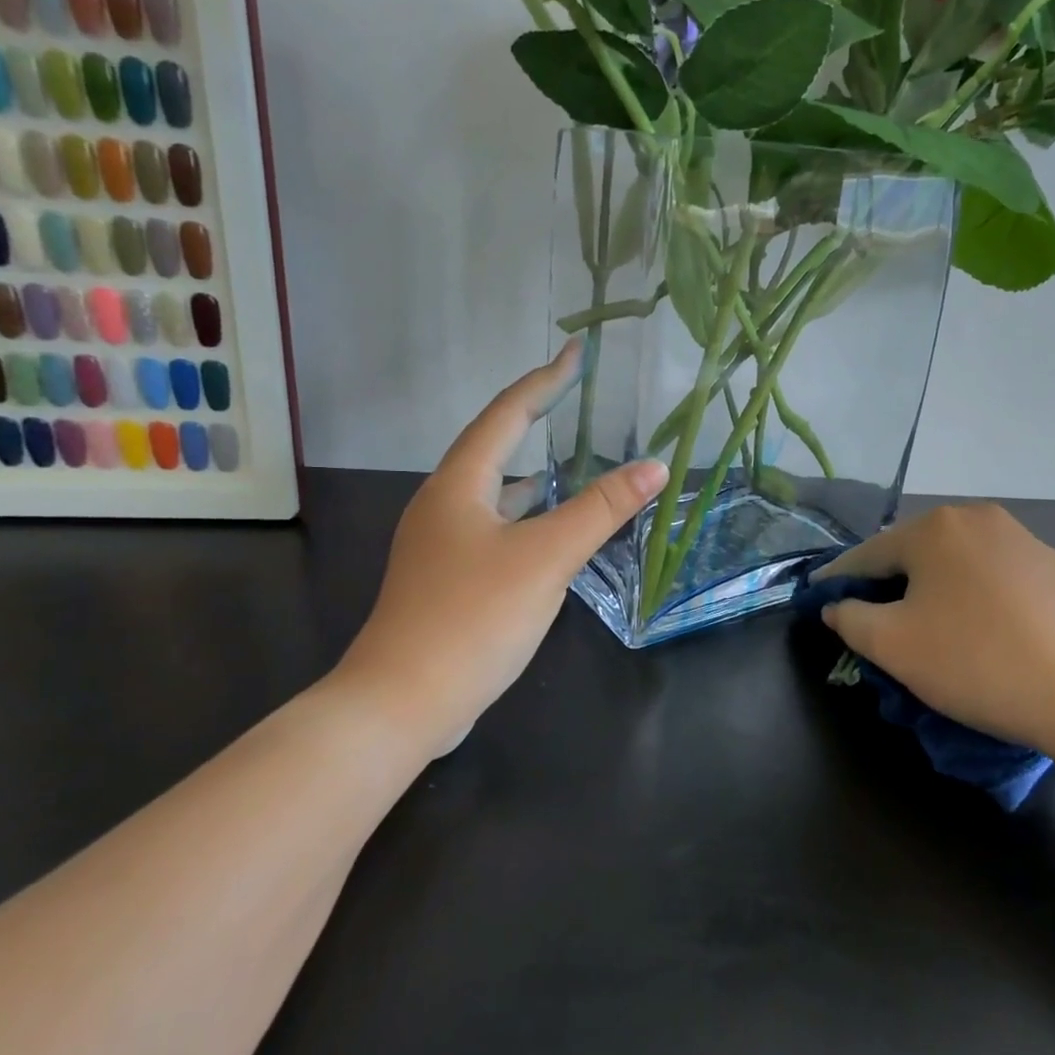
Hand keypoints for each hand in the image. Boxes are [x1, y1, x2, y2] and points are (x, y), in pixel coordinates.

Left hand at [337, 341, 666, 754]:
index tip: (576, 351)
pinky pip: (492, 527)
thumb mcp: (545, 557)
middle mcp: (443, 504)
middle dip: (534, 419)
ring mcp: (440, 544)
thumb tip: (653, 465)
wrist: (401, 702)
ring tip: (569, 460)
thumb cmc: (473, 617)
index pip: (507, 414)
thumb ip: (601, 510)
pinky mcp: (446, 579)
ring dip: (529, 471)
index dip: (545, 380)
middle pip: (493, 446)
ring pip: (492, 491)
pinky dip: (523, 516)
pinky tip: (545, 531)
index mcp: (459, 484)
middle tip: (575, 399)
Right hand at [816, 504, 1054, 763]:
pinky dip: (973, 596)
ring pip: (955, 563)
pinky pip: (993, 576)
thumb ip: (849, 617)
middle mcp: (977, 518)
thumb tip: (837, 605)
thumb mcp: (891, 645)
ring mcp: (1022, 539)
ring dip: (932, 588)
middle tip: (873, 619)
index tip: (819, 599)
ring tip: (926, 625)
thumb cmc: (973, 662)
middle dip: (888, 583)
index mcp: (934, 528)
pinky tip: (979, 629)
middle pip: (913, 553)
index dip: (838, 580)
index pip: (867, 554)